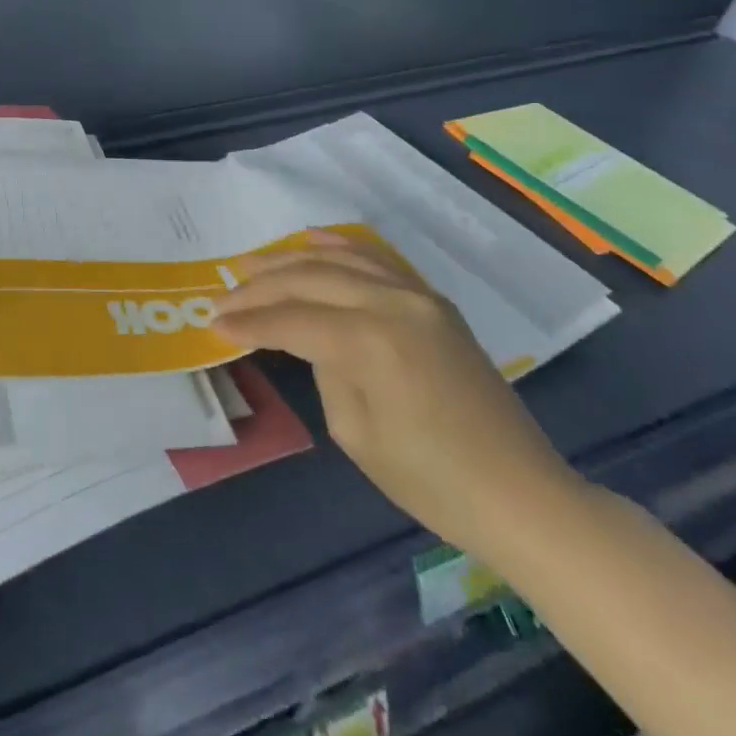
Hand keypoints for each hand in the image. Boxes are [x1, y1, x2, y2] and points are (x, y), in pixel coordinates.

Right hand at [214, 231, 580, 555]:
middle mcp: (392, 304)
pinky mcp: (433, 301)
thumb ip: (324, 369)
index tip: (214, 323)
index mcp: (370, 342)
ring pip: (340, 259)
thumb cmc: (432, 481)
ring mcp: (418, 296)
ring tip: (252, 262)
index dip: (249, 322)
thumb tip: (310, 339)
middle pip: (309, 280)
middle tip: (223, 293)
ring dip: (291, 259)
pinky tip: (311, 240)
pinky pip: (378, 259)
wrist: (521, 494)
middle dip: (260, 286)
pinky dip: (340, 246)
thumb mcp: (355, 432)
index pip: (291, 321)